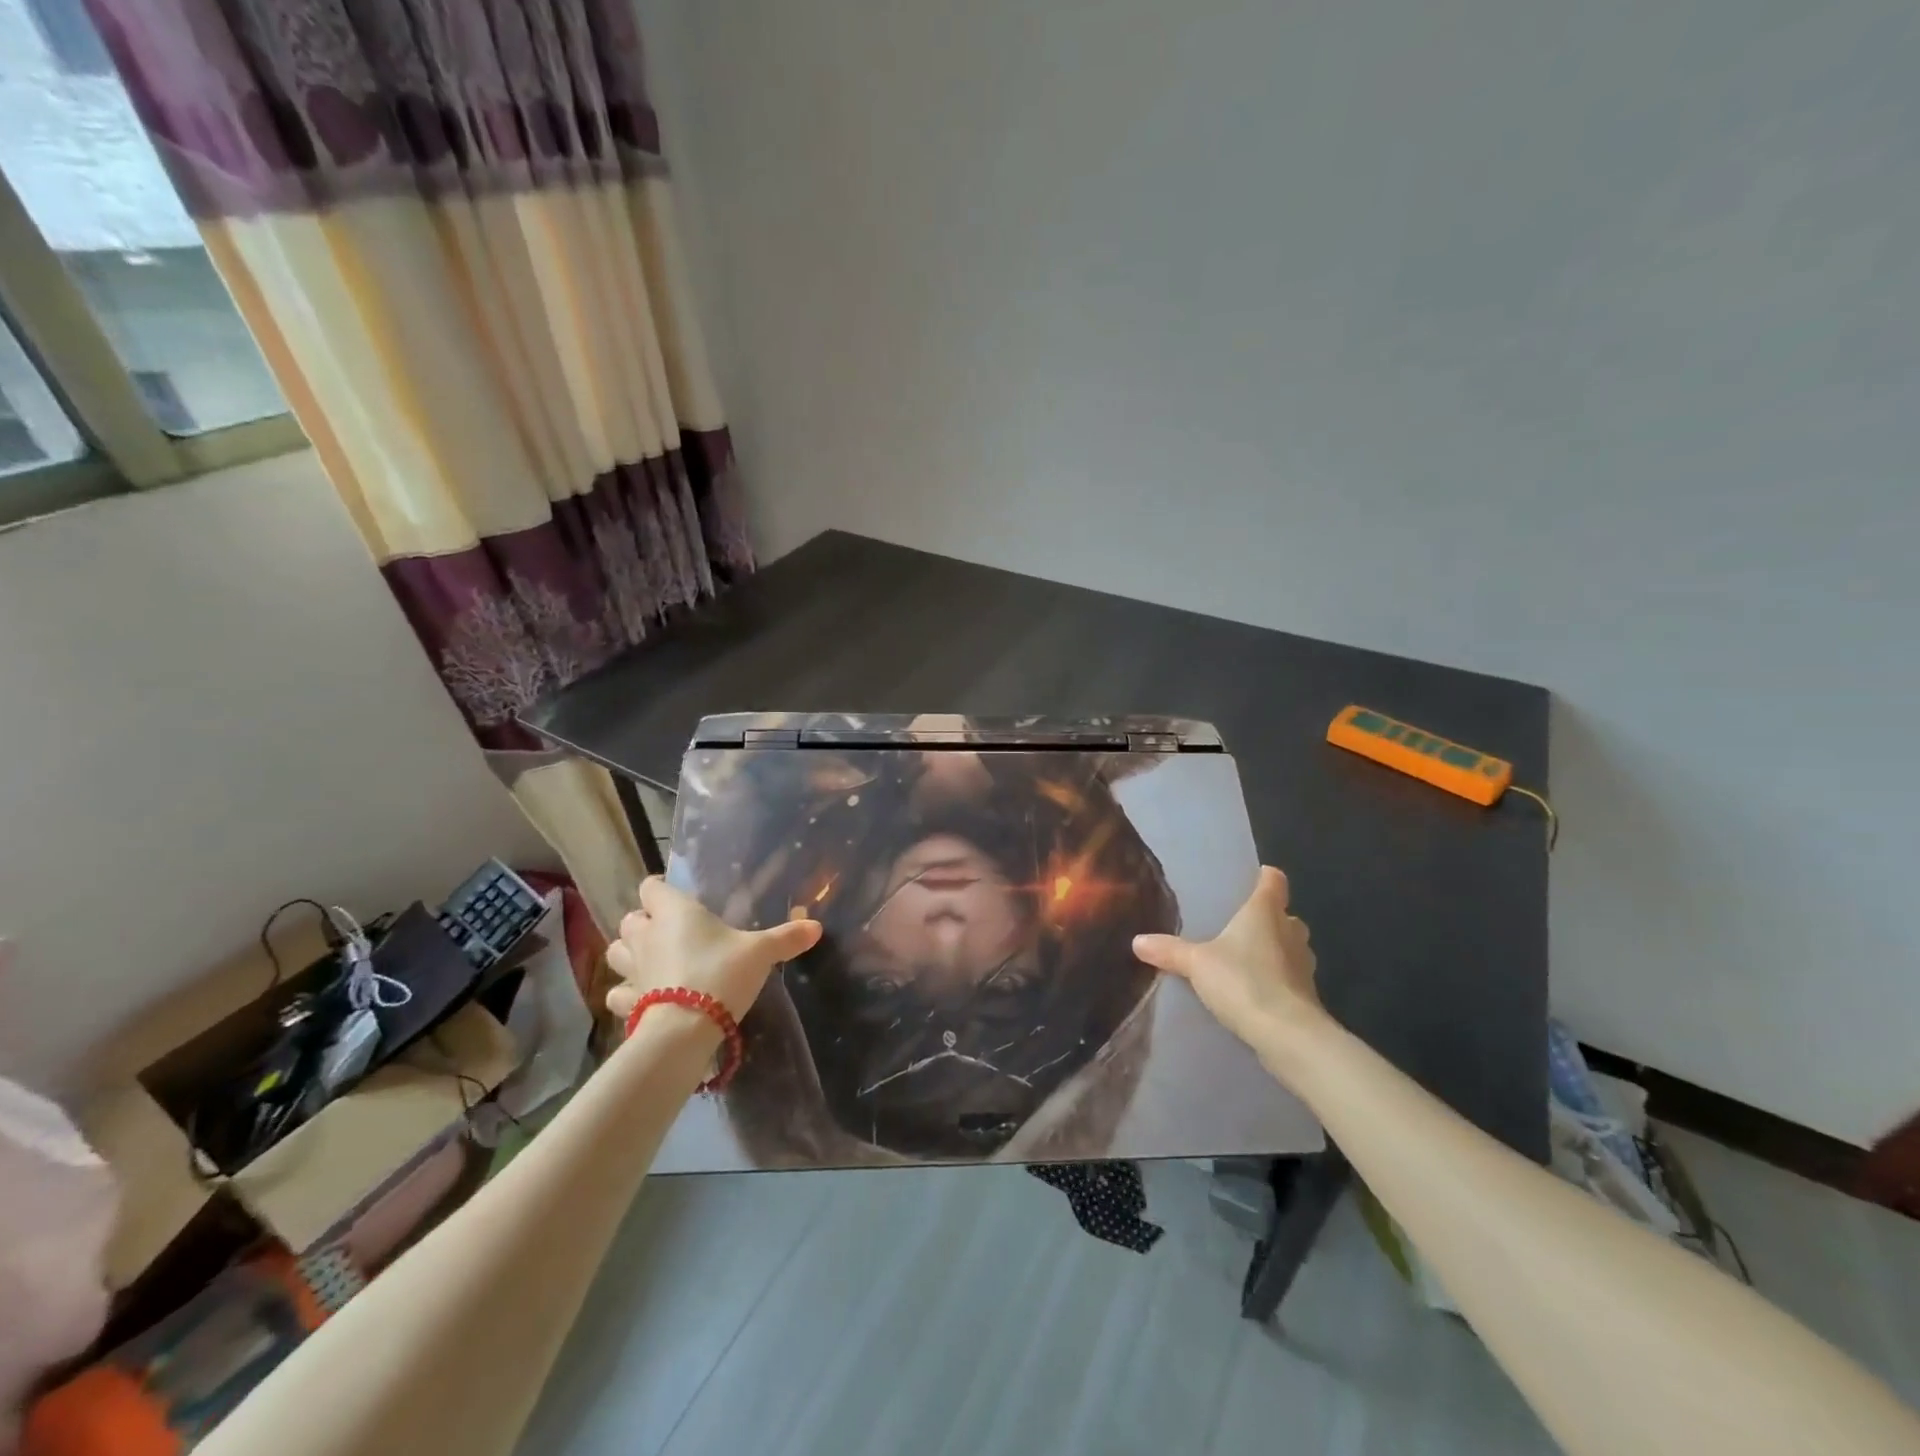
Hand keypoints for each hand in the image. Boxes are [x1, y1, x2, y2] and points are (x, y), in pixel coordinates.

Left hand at [604, 876, 822, 1024]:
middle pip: (630, 918)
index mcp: (674, 912)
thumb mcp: (761, 953)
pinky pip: (619, 993)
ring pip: (616, 952)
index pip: (651, 887)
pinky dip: (627, 993)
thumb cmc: (721, 974)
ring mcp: (632, 969)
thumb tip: (817, 926)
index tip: (674, 896)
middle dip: (644, 922)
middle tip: (668, 930)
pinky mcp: (627, 1003)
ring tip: (651, 960)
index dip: (660, 890)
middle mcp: (647, 935)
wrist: (685, 1030)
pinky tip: (642, 998)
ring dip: (628, 953)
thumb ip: (786, 938)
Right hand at [1133, 867, 1324, 1057]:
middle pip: (1284, 915)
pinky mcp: (1307, 995)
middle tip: (1237, 927)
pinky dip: (1276, 980)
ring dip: (1273, 951)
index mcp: (1265, 911)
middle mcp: (1290, 931)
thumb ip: (1169, 950)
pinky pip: (1289, 977)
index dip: (1264, 877)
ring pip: (1290, 947)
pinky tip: (1253, 992)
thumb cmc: (1244, 981)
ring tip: (1243, 960)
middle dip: (1267, 919)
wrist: (1287, 1035)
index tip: (1250, 879)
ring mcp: (1304, 965)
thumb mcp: (1196, 963)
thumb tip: (1137, 941)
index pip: (1274, 880)